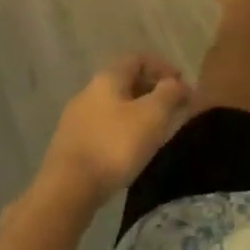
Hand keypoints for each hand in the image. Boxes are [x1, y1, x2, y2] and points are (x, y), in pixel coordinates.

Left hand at [33, 53, 191, 211]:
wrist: (66, 190)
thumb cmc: (114, 145)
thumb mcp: (152, 116)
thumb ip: (170, 94)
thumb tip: (179, 84)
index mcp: (108, 78)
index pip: (138, 58)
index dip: (163, 67)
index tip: (182, 85)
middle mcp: (89, 91)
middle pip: (126, 81)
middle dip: (152, 91)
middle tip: (173, 109)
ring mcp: (76, 119)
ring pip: (115, 106)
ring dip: (138, 113)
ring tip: (156, 132)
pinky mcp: (71, 145)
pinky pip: (104, 128)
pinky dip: (123, 131)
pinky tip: (131, 151)